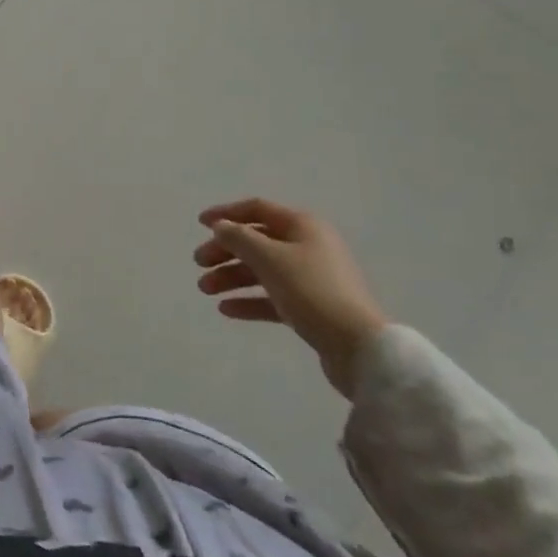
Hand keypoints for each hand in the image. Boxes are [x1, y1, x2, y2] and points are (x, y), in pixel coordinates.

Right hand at [193, 197, 388, 397]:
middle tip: (199, 264)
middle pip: (257, 241)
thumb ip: (239, 238)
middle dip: (225, 251)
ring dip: (232, 277)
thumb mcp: (270, 258)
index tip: (200, 224)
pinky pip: (273, 297)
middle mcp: (308, 246)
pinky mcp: (311, 308)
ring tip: (206, 290)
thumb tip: (221, 226)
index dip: (226, 213)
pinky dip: (249, 300)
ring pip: (262, 270)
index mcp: (303, 226)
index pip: (257, 209)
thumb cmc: (311, 291)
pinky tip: (226, 309)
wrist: (358, 348)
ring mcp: (311, 278)